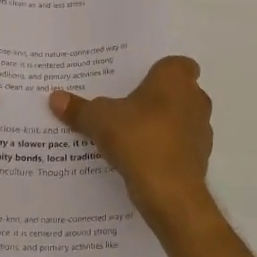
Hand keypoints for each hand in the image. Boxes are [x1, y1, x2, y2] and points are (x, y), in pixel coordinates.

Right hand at [49, 56, 212, 220]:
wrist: (169, 191)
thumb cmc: (138, 138)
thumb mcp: (99, 120)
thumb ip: (79, 108)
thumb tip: (55, 97)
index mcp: (176, 78)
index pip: (178, 64)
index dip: (160, 71)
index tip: (137, 81)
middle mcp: (196, 99)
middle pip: (178, 92)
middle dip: (157, 98)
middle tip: (126, 105)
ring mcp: (201, 130)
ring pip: (180, 120)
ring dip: (162, 125)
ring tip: (130, 134)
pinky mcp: (200, 159)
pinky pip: (179, 147)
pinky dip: (165, 150)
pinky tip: (140, 159)